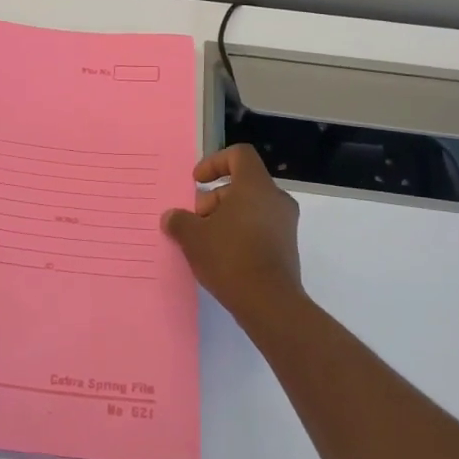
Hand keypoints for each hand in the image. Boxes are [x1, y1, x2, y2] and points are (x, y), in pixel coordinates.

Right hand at [163, 145, 305, 330]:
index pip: (239, 155)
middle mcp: (275, 199)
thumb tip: (171, 217)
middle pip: (242, 184)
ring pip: (250, 208)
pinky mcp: (287, 247)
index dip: (214, 162)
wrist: (269, 303)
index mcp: (255, 186)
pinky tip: (222, 257)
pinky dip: (240, 234)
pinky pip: (259, 228)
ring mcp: (285, 224)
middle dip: (214, 198)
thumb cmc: (230, 257)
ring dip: (225, 218)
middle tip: (196, 220)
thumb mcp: (193, 237)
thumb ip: (179, 221)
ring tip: (205, 242)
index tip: (197, 183)